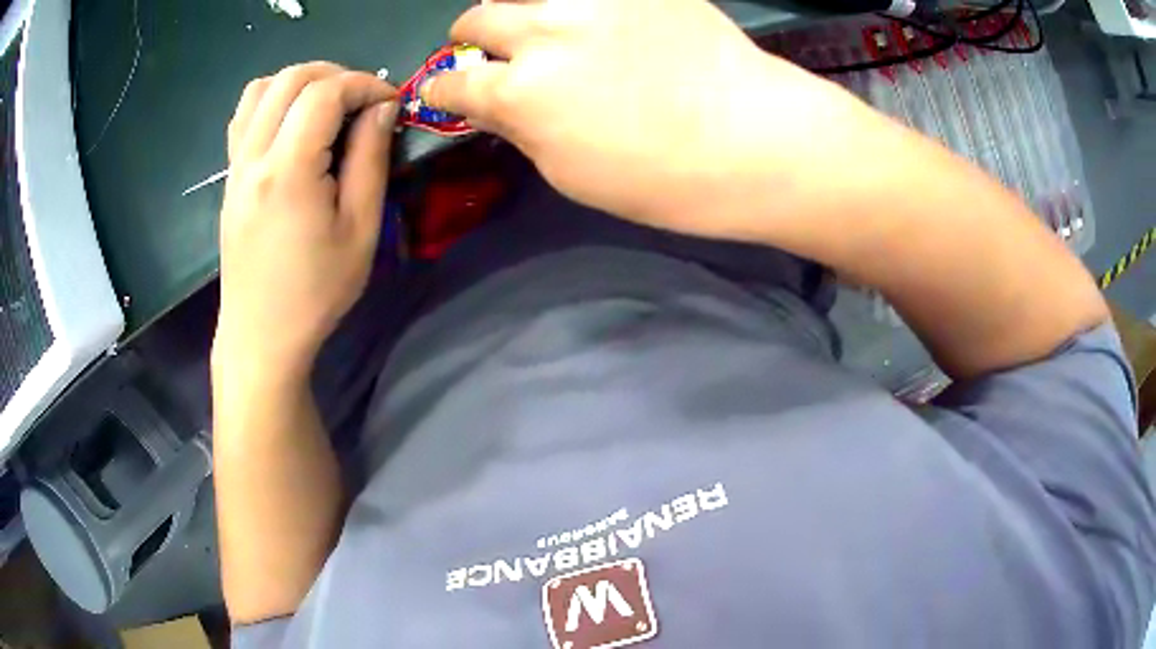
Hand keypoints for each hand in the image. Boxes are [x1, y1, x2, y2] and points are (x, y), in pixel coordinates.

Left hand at [213, 62, 397, 380]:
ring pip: (262, 88)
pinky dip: (273, 101)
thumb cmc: (315, 292)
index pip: (325, 92)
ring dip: (300, 82)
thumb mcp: (360, 229)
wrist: (260, 334)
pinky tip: (292, 124)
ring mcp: (235, 165)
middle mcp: (254, 156)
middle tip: (362, 100)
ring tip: (327, 106)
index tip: (390, 103)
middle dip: (335, 74)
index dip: (365, 85)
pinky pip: (244, 116)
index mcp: (288, 170)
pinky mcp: (229, 177)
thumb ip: (370, 159)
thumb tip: (382, 108)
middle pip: (291, 78)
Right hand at [423, 0, 861, 238]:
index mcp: (521, 93)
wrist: (755, 139)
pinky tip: (595, 23)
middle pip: (476, 18)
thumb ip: (523, 130)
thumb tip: (498, 105)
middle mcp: (544, 33)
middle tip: (490, 52)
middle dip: (471, 38)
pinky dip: (574, 6)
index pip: (451, 84)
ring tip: (540, 28)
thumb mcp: (572, 174)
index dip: (440, 90)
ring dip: (517, 11)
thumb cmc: (664, 179)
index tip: (443, 92)